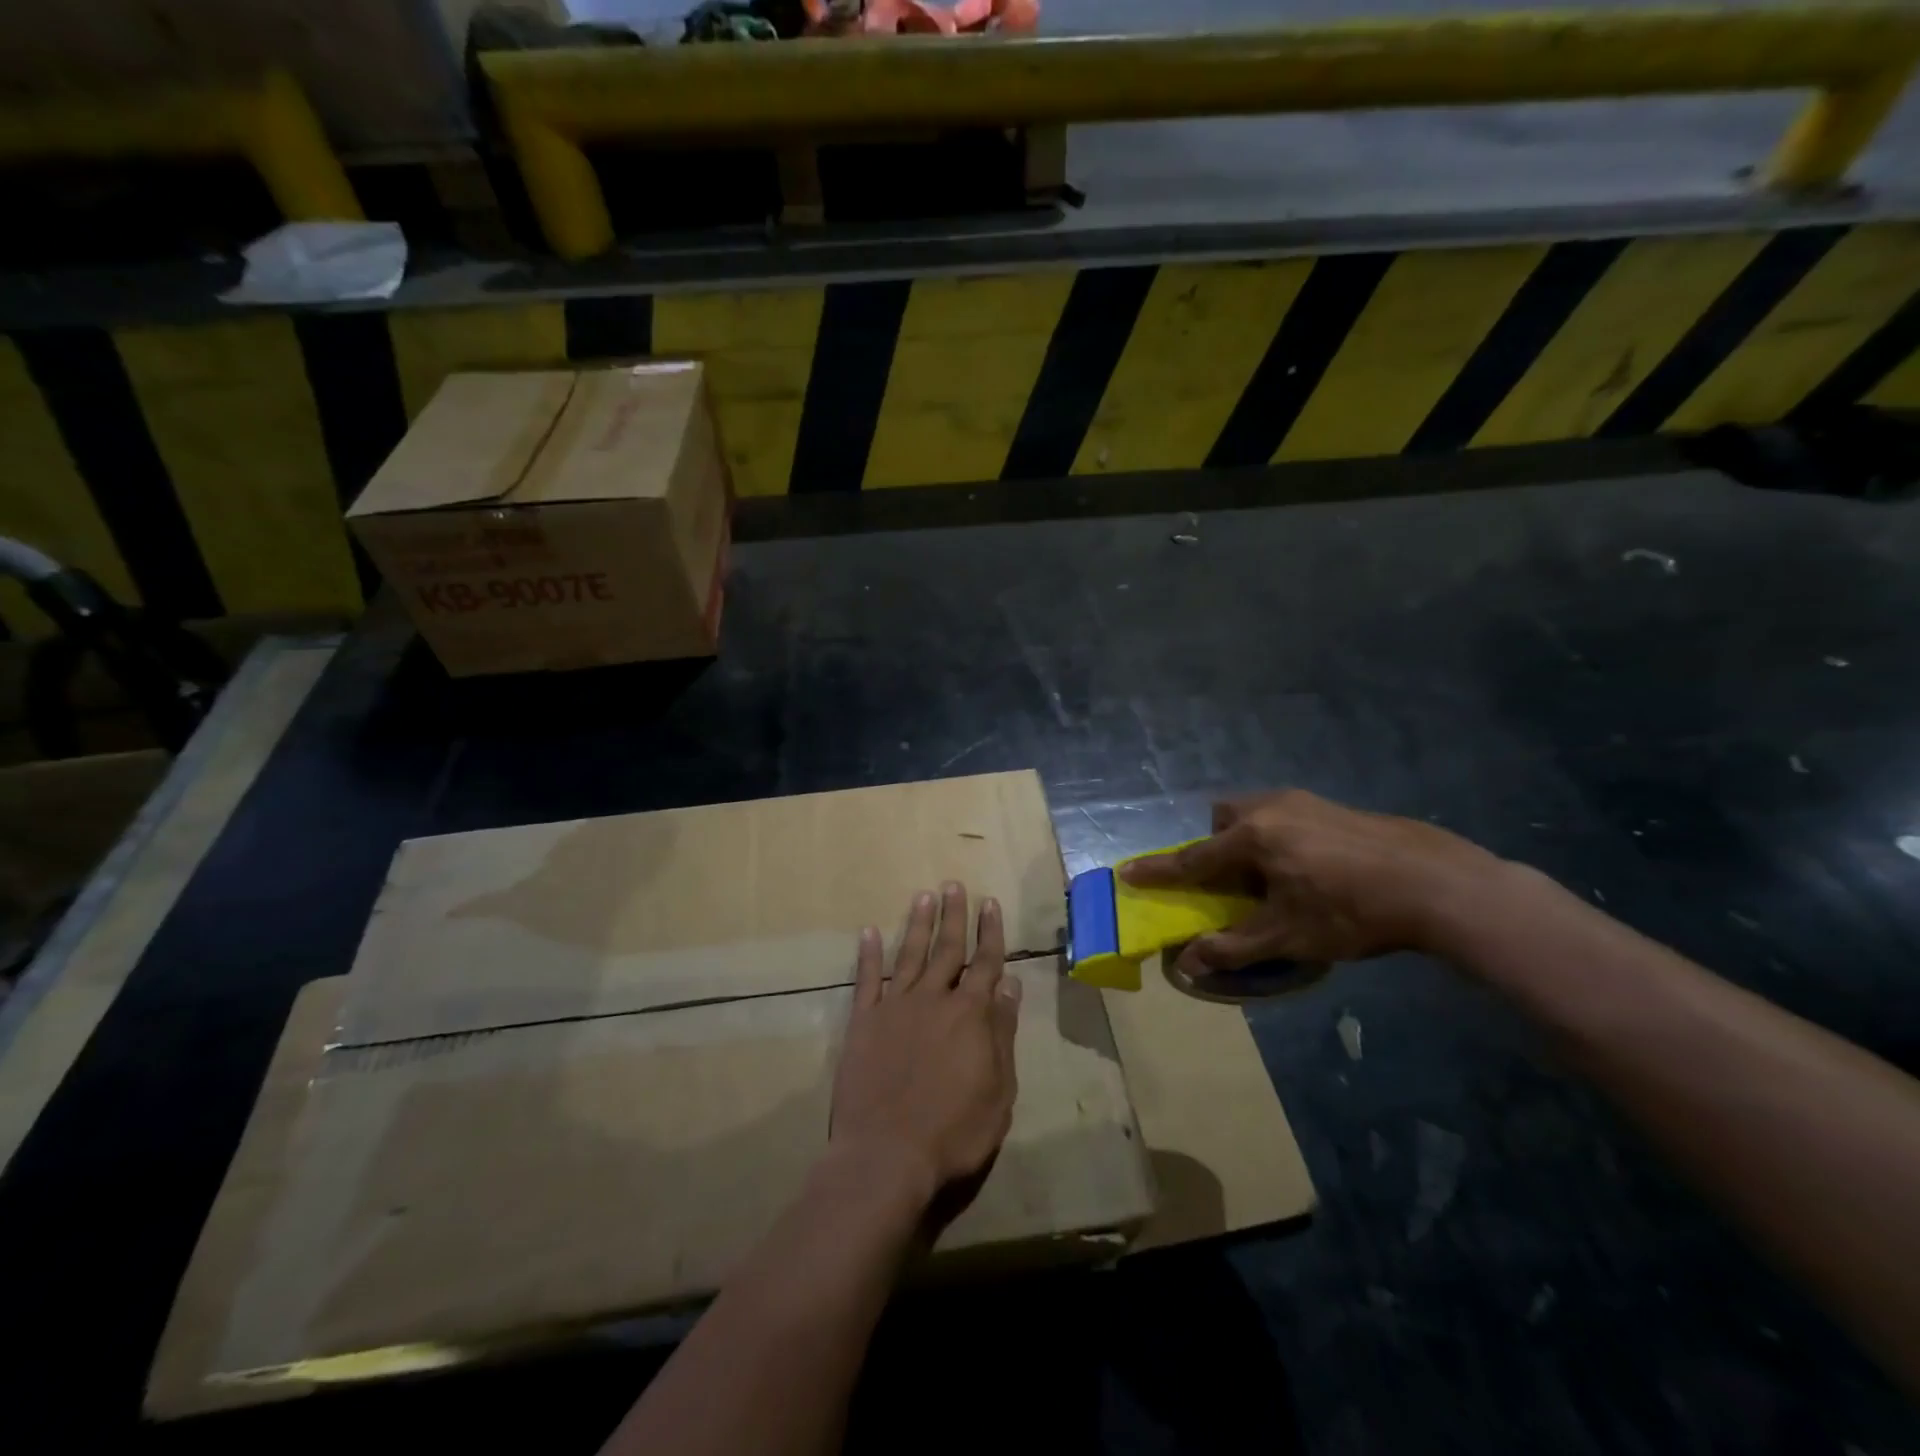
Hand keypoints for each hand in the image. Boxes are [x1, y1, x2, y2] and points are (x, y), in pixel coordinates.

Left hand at [829, 883, 1022, 1212]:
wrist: (887, 1155)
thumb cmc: (954, 1131)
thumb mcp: (998, 1090)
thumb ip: (1002, 1034)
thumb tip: (1010, 986)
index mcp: (970, 1014)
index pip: (985, 963)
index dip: (989, 932)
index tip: (990, 903)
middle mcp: (933, 999)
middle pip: (947, 949)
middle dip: (954, 915)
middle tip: (953, 885)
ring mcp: (895, 1007)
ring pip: (910, 955)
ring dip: (918, 925)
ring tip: (923, 896)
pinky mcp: (863, 1022)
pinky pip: (867, 980)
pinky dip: (869, 955)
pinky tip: (869, 932)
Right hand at [1120, 789, 1498, 973]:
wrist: (1438, 883)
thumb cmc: (1351, 911)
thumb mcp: (1288, 936)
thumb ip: (1233, 947)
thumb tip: (1187, 964)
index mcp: (1252, 837)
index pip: (1192, 859)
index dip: (1159, 871)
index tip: (1129, 872)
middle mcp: (1271, 808)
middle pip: (1224, 820)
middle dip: (1216, 845)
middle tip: (1232, 880)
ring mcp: (1305, 802)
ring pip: (1257, 813)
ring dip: (1249, 840)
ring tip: (1274, 877)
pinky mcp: (1335, 806)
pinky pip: (1286, 816)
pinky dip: (1280, 838)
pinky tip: (1312, 869)